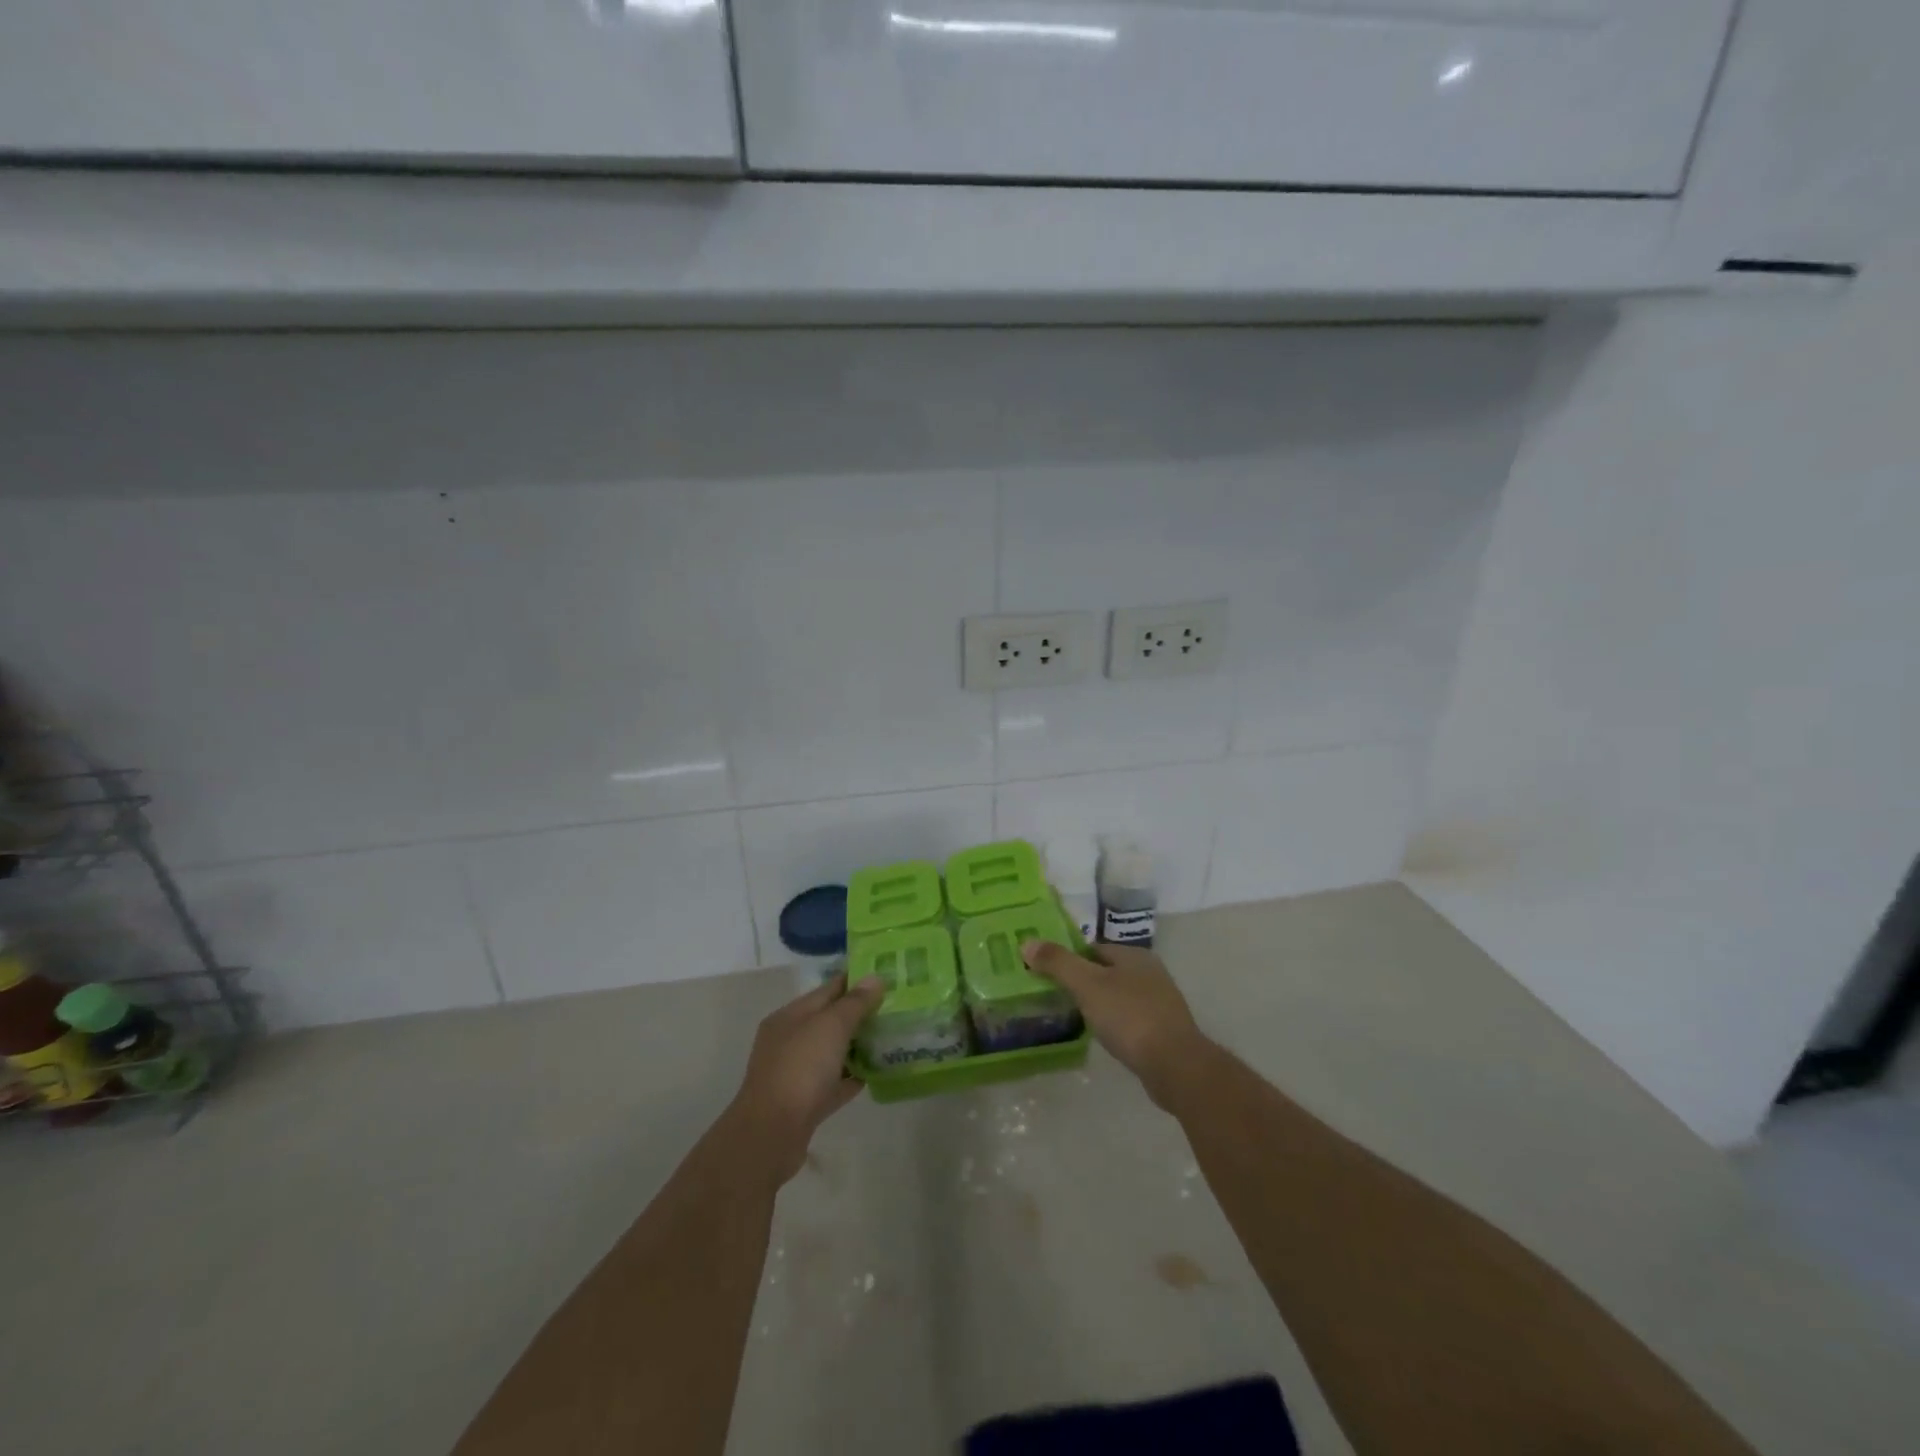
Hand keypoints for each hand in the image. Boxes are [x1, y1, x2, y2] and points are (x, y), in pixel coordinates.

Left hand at [726, 973, 885, 1183]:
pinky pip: (832, 1084)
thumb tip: (874, 978)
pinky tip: (873, 1076)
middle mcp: (789, 1040)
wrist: (771, 1134)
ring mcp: (794, 1073)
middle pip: (830, 1021)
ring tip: (889, 1041)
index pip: (828, 989)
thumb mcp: (831, 1026)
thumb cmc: (801, 1068)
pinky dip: (850, 1078)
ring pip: (831, 1053)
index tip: (887, 978)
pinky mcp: (803, 1104)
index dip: (857, 981)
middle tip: (895, 1011)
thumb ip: (855, 1002)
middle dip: (860, 1015)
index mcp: (790, 1016)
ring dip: (857, 1047)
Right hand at [1021, 940, 1214, 1110]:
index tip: (1047, 975)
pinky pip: (1131, 1018)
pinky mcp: (1165, 1029)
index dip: (1069, 959)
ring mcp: (1161, 1001)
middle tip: (1056, 998)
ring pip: (1119, 995)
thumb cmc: (1129, 1017)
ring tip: (1075, 1018)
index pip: (1092, 948)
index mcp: (1134, 955)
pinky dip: (1115, 1023)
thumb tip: (1027, 942)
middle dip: (1083, 982)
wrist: (1176, 1065)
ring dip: (1099, 1004)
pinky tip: (1104, 1037)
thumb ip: (1058, 963)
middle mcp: (1150, 972)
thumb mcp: (1087, 986)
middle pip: (1106, 971)